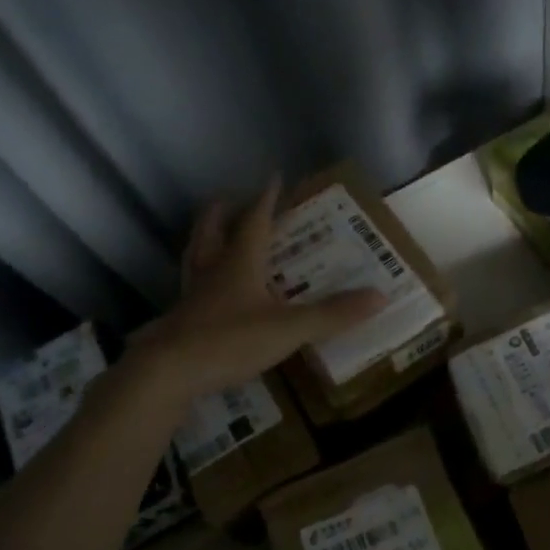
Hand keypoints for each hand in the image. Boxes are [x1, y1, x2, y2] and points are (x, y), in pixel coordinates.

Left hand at [128, 178, 386, 402]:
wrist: (169, 372)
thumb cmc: (230, 340)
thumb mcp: (289, 328)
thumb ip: (333, 314)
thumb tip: (380, 296)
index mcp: (239, 261)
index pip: (255, 220)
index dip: (266, 199)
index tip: (274, 177)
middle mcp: (213, 270)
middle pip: (213, 229)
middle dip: (224, 211)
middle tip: (231, 198)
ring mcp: (193, 294)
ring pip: (196, 254)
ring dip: (206, 238)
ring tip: (213, 233)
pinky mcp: (182, 319)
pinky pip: (191, 286)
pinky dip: (199, 276)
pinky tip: (205, 289)